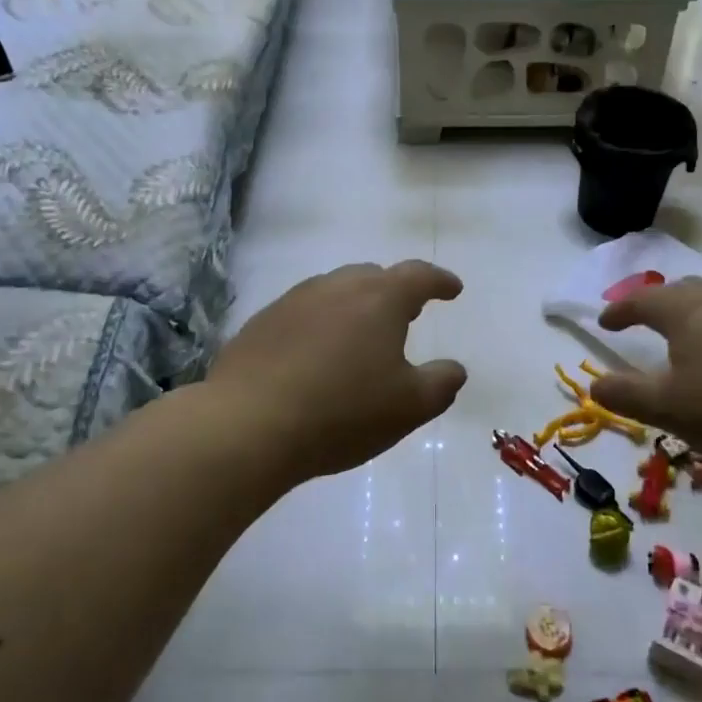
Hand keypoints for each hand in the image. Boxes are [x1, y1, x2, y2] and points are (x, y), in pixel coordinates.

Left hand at [206, 261, 466, 482]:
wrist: (247, 425)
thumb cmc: (342, 412)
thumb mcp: (409, 406)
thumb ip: (441, 383)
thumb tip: (455, 368)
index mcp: (378, 298)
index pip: (418, 276)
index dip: (440, 281)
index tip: (453, 290)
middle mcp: (335, 287)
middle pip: (373, 276)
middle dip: (395, 291)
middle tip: (408, 313)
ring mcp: (293, 301)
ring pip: (334, 291)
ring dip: (355, 305)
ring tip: (361, 334)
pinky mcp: (260, 324)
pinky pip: (303, 313)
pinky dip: (320, 325)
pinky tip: (316, 355)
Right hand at [587, 278, 701, 483]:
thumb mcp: (667, 409)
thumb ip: (625, 395)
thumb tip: (594, 384)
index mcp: (686, 310)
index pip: (642, 301)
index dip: (619, 311)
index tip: (604, 323)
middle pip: (680, 289)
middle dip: (656, 302)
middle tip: (642, 320)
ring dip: (690, 312)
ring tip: (683, 337)